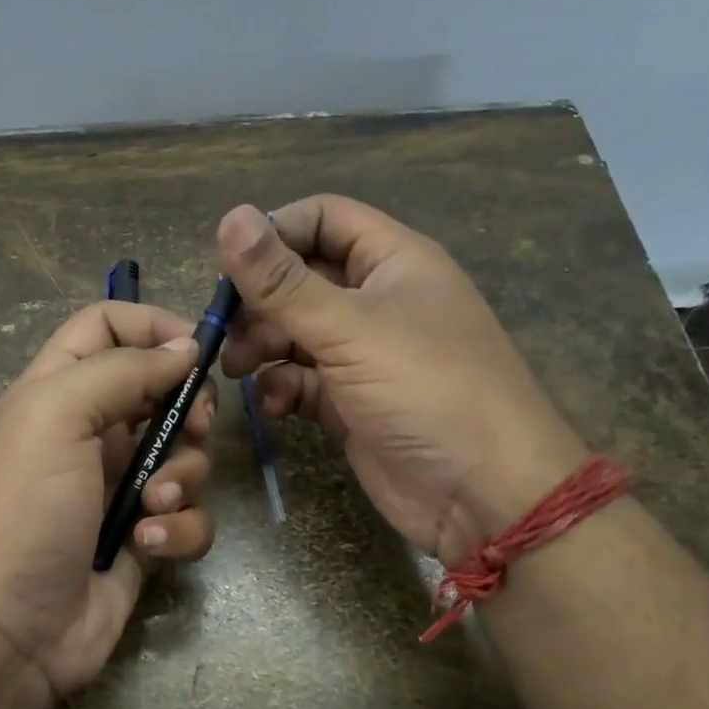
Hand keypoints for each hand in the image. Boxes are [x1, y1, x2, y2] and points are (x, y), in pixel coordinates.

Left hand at [0, 302, 216, 700]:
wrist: (4, 633)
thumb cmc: (21, 509)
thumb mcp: (56, 416)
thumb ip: (122, 369)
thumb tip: (185, 346)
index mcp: (59, 390)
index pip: (107, 325)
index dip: (152, 325)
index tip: (197, 347)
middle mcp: (92, 432)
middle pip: (163, 390)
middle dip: (188, 409)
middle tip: (191, 430)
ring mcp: (120, 488)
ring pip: (186, 457)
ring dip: (182, 478)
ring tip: (149, 507)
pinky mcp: (144, 537)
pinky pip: (188, 516)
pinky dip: (177, 529)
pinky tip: (146, 546)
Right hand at [218, 196, 587, 562]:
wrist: (482, 492)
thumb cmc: (424, 388)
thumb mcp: (349, 327)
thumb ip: (282, 280)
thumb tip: (229, 216)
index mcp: (392, 261)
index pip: (324, 219)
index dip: (276, 232)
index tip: (232, 266)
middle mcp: (377, 301)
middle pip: (301, 279)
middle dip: (260, 302)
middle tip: (225, 329)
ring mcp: (365, 355)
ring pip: (296, 333)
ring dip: (263, 346)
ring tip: (239, 370)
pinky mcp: (352, 402)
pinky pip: (304, 381)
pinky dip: (283, 388)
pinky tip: (274, 406)